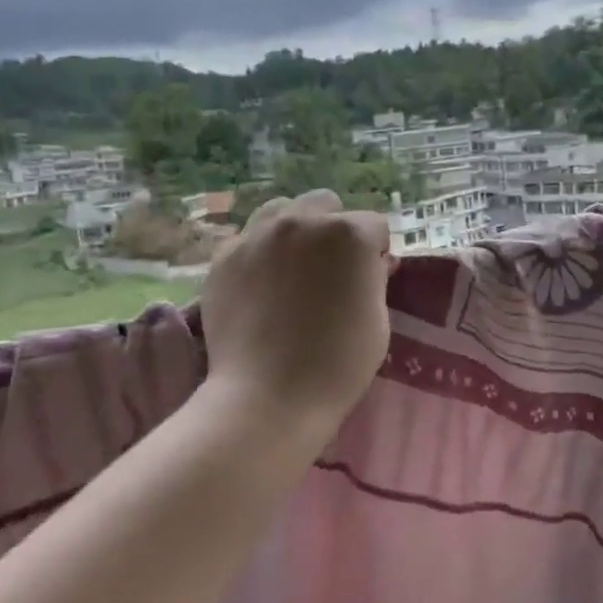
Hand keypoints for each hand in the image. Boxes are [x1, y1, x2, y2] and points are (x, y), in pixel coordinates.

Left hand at [201, 189, 392, 433]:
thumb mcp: (378, 320)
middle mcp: (303, 221)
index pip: (374, 225)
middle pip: (326, 205)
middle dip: (334, 230)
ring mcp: (257, 235)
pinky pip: (248, 238)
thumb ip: (375, 278)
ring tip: (293, 267)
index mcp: (350, 234)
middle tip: (331, 270)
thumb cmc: (338, 364)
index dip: (376, 252)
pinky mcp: (224, 256)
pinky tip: (262, 285)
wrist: (268, 397)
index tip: (371, 278)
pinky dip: (260, 253)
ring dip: (295, 231)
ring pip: (282, 211)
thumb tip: (372, 262)